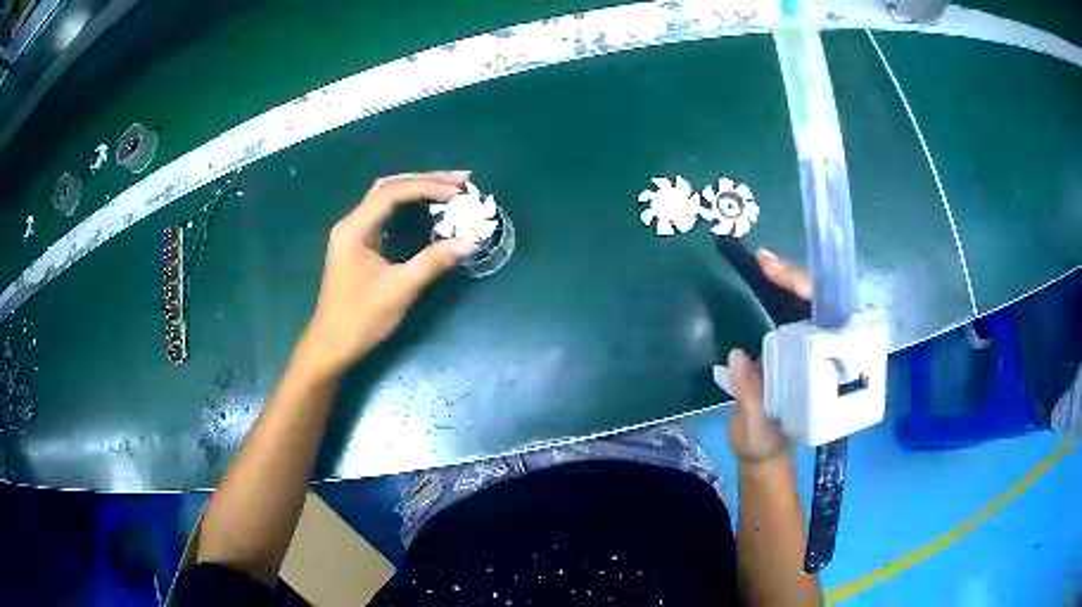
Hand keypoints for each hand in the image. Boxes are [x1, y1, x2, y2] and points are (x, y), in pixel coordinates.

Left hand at [297, 172, 477, 381]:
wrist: (332, 345)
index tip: (459, 193)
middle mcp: (352, 223)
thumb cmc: (361, 318)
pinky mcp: (359, 245)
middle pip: (389, 186)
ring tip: (450, 188)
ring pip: (387, 198)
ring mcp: (353, 233)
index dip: (428, 187)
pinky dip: (408, 206)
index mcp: (355, 228)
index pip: (393, 192)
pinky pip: (385, 214)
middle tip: (461, 181)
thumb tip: (470, 241)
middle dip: (426, 180)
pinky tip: (427, 208)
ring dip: (417, 189)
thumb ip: (434, 261)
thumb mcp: (400, 289)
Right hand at [727, 248, 811, 465]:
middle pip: (818, 306)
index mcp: (822, 372)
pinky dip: (774, 294)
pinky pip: (788, 315)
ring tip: (761, 262)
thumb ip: (751, 397)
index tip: (779, 275)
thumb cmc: (766, 445)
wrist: (764, 452)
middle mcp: (820, 355)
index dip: (806, 295)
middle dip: (796, 279)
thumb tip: (738, 356)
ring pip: (804, 306)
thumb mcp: (758, 430)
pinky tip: (761, 278)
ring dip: (785, 281)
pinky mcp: (790, 349)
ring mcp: (806, 349)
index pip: (825, 323)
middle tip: (764, 260)